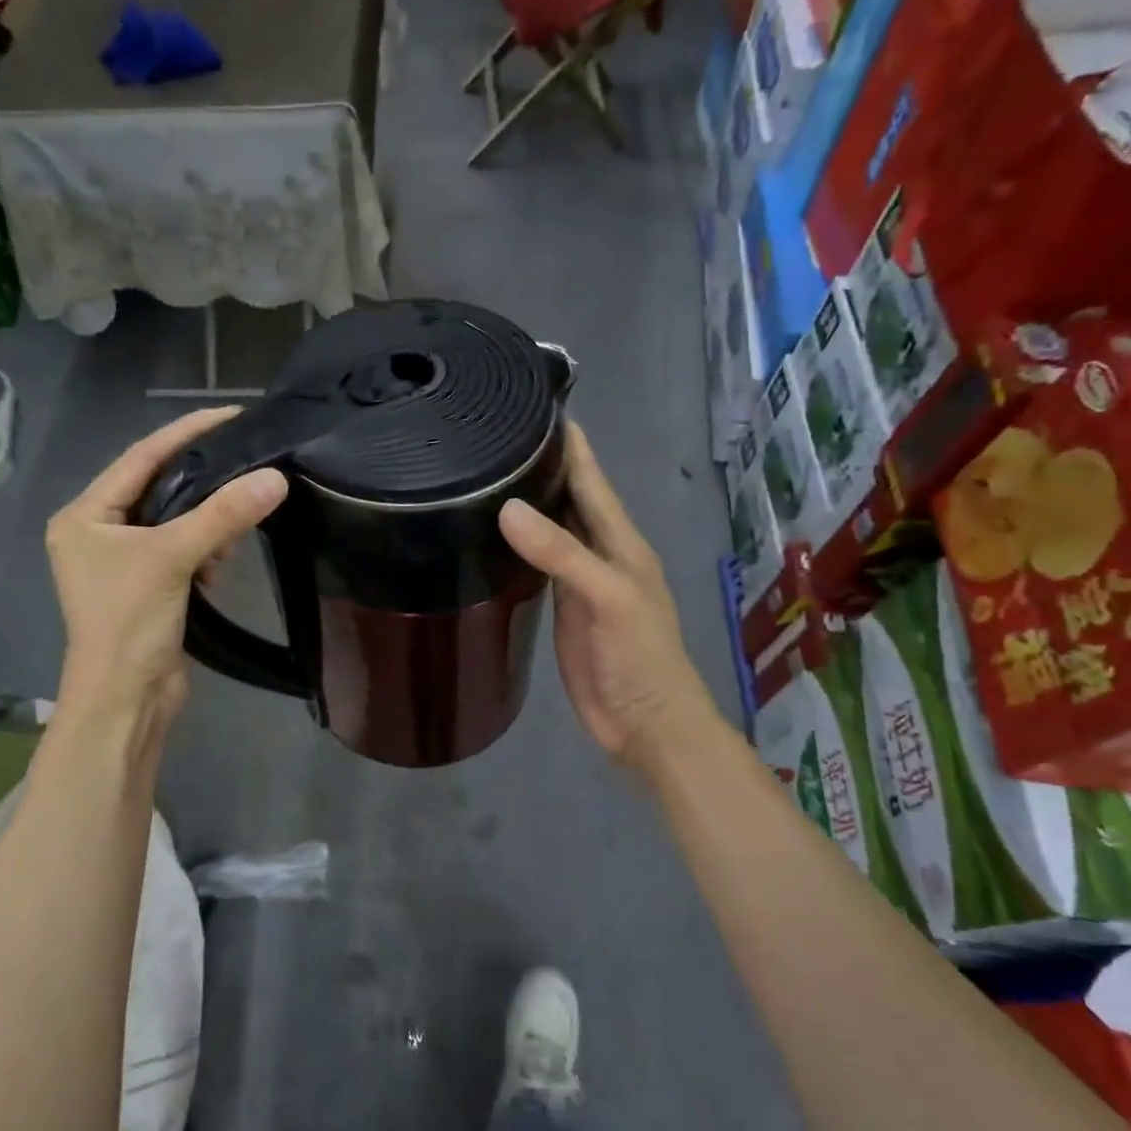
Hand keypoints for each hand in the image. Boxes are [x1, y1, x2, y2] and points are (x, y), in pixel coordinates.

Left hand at [47, 407, 287, 725]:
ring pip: (176, 521)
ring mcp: (124, 562)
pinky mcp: (149, 587)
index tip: (231, 415)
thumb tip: (277, 478)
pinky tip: (219, 566)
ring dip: (207, 524)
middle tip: (247, 470)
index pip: (141, 458)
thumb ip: (223, 515)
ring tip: (233, 531)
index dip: (186, 433)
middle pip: (159, 488)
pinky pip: (183, 550)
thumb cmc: (130, 623)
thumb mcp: (173, 558)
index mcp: (85, 515)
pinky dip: (205, 551)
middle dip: (203, 484)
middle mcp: (99, 532)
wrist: (126, 701)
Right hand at [499, 423, 714, 769]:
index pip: (590, 479)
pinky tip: (491, 535)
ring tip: (484, 474)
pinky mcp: (560, 609)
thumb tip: (507, 507)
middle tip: (491, 436)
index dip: (569, 444)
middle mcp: (599, 552)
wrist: (646, 724)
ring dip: (527, 503)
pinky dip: (517, 545)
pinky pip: (536, 565)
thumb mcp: (608, 599)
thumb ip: (562, 554)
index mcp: (620, 541)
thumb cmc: (639, 659)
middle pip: (567, 498)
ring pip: (549, 530)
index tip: (532, 405)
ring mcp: (578, 581)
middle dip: (540, 466)